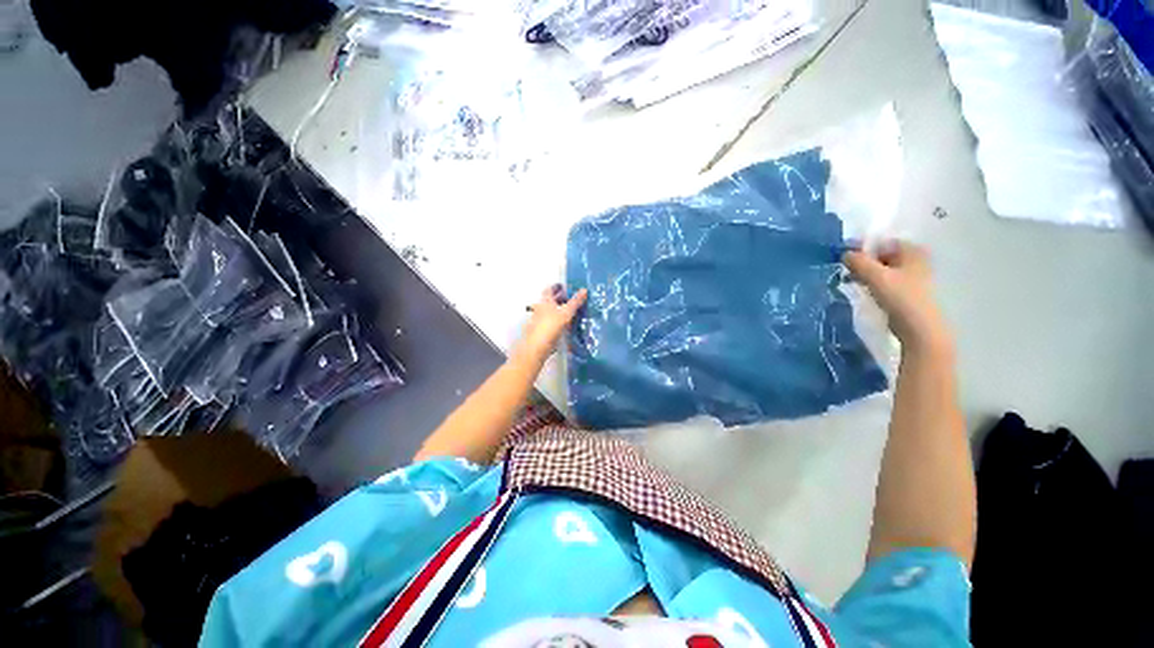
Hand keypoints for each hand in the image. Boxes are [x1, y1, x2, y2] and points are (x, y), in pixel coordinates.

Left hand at [515, 284, 587, 363]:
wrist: (536, 348)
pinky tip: (565, 326)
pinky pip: (550, 322)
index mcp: (544, 301)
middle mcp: (539, 309)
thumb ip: (575, 302)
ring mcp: (538, 321)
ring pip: (550, 312)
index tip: (566, 286)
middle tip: (571, 299)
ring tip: (571, 312)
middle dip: (559, 299)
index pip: (550, 289)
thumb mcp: (566, 313)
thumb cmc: (550, 326)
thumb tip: (584, 290)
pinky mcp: (540, 331)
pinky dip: (557, 321)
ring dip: (559, 310)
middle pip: (549, 300)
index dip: (557, 286)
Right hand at [844, 242, 951, 352]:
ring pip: (882, 269)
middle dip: (863, 262)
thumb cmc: (901, 298)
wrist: (920, 329)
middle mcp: (915, 260)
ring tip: (852, 282)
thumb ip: (859, 262)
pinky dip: (872, 283)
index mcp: (913, 251)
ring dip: (866, 274)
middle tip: (847, 272)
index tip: (845, 258)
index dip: (862, 248)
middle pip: (882, 255)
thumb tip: (845, 253)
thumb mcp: (876, 276)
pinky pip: (885, 281)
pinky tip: (864, 292)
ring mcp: (912, 277)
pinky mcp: (906, 292)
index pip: (882, 242)